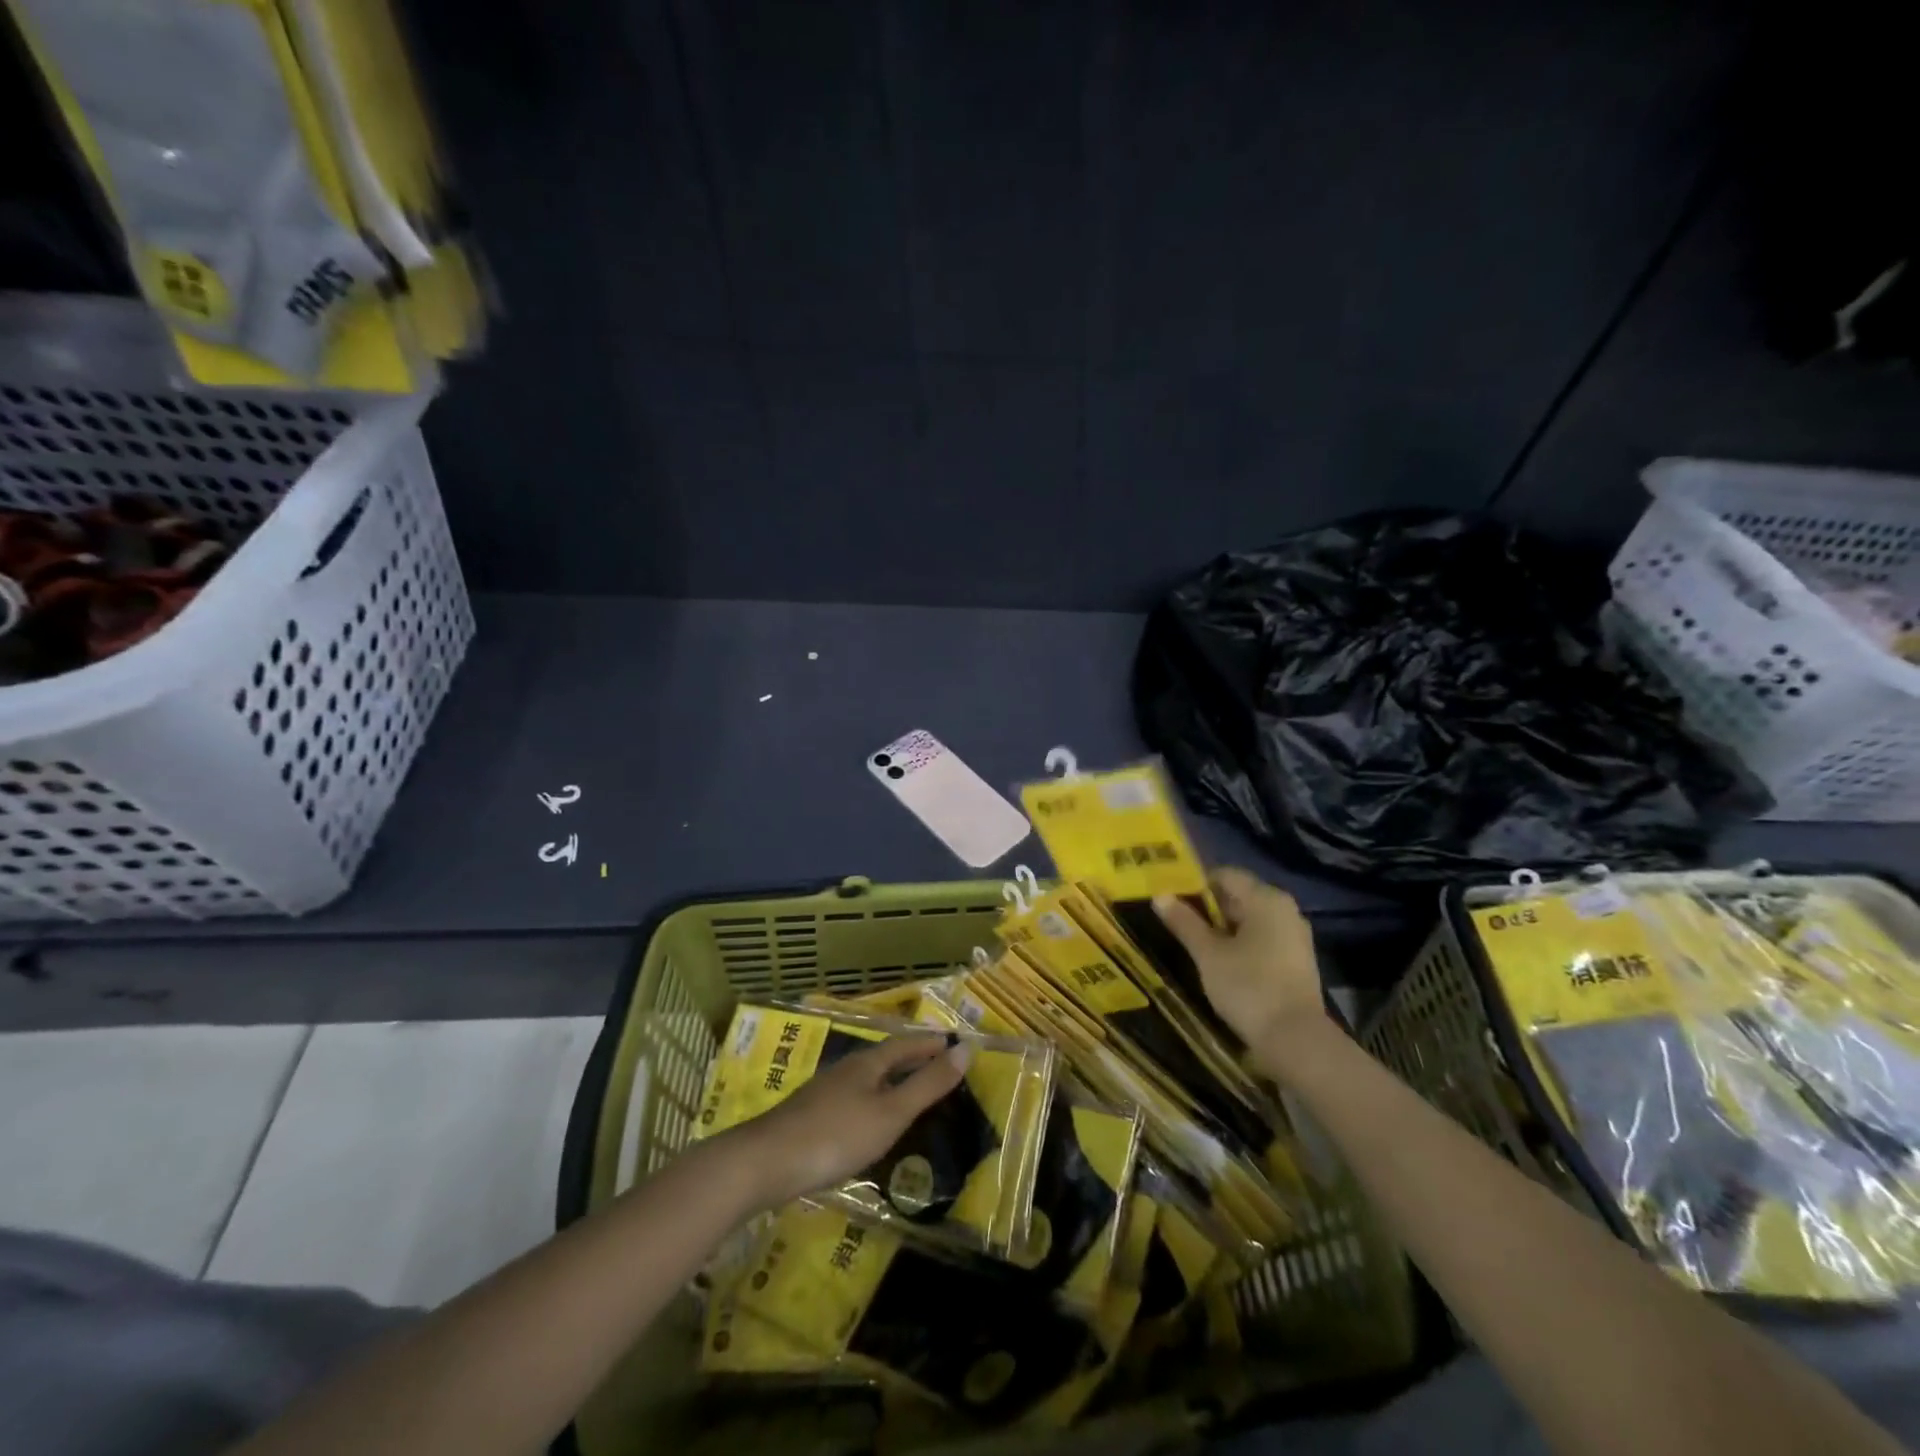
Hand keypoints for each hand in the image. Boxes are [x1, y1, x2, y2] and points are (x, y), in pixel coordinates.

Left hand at [724, 1036, 969, 1209]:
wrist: (765, 1163)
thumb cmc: (836, 1136)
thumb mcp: (890, 1113)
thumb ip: (927, 1085)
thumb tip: (965, 1049)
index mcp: (868, 1063)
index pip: (907, 1044)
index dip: (931, 1043)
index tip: (956, 1043)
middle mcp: (847, 1069)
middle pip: (886, 1057)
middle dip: (913, 1058)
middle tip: (940, 1065)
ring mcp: (825, 1092)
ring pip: (868, 1078)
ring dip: (893, 1080)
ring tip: (911, 1093)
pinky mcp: (811, 1116)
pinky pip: (854, 1098)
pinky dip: (874, 1101)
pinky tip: (872, 1122)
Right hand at [1154, 867, 1327, 1053]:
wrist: (1296, 1040)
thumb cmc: (1249, 987)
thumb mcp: (1208, 954)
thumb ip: (1184, 922)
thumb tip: (1160, 896)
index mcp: (1266, 899)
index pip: (1225, 875)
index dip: (1195, 884)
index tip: (1171, 900)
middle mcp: (1285, 910)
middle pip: (1238, 896)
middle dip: (1207, 908)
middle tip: (1176, 923)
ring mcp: (1294, 936)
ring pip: (1249, 920)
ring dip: (1222, 929)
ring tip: (1193, 944)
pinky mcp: (1296, 961)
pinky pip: (1262, 939)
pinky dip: (1239, 944)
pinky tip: (1220, 963)